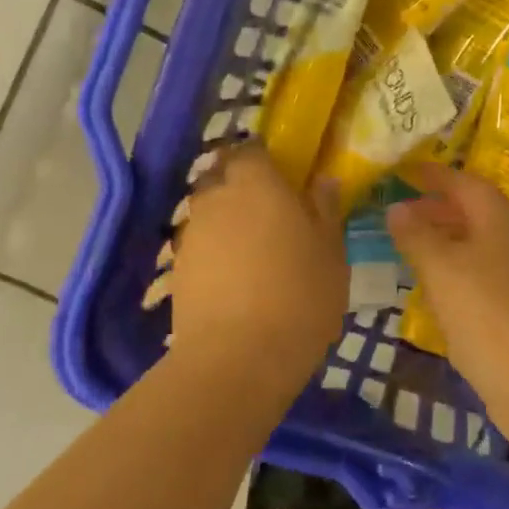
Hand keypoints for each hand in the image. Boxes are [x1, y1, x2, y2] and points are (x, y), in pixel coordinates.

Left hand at [171, 144, 347, 374]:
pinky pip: (199, 244)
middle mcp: (217, 198)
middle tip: (270, 209)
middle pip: (222, 176)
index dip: (267, 160)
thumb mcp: (331, 251)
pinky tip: (234, 276)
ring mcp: (192, 234)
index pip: (252, 150)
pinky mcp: (177, 269)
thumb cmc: (300, 295)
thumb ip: (325, 210)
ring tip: (252, 247)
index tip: (285, 176)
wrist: (238, 357)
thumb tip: (323, 181)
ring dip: (226, 218)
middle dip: (241, 184)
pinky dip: (214, 250)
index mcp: (257, 183)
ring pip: (207, 210)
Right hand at [386, 165, 508, 387]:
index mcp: (500, 216)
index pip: (464, 182)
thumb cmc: (487, 312)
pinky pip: (480, 272)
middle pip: (473, 210)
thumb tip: (396, 206)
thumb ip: (416, 235)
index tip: (404, 171)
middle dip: (437, 207)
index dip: (433, 175)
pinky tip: (433, 286)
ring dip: (445, 239)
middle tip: (399, 210)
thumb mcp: (442, 268)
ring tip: (408, 245)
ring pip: (477, 243)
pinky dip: (455, 269)